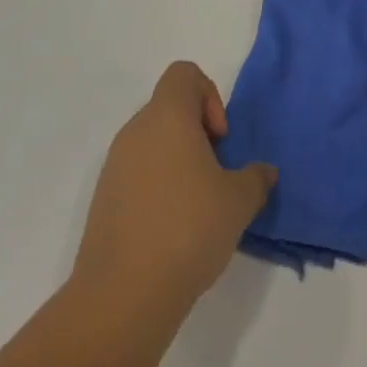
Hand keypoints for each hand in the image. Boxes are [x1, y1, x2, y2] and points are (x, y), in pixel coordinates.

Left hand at [72, 62, 275, 316]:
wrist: (123, 293)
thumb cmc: (188, 229)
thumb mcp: (238, 202)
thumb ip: (256, 178)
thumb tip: (263, 171)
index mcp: (166, 116)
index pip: (184, 74)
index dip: (209, 96)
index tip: (220, 139)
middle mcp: (135, 130)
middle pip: (169, 108)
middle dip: (198, 133)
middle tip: (216, 175)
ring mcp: (115, 164)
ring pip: (153, 142)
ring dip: (178, 162)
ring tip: (197, 206)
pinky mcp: (104, 197)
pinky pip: (137, 173)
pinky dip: (157, 187)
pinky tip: (173, 229)